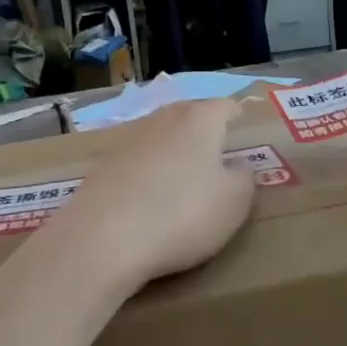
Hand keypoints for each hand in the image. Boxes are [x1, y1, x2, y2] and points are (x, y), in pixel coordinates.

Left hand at [46, 99, 255, 292]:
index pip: (225, 107)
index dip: (236, 118)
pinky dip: (146, 175)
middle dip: (203, 131)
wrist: (103, 238)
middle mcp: (162, 119)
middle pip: (188, 116)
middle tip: (216, 154)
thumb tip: (238, 167)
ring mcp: (127, 140)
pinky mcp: (102, 166)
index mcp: (199, 119)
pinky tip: (148, 199)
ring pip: (159, 137)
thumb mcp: (234, 203)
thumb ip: (244, 179)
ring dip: (172, 152)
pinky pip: (135, 163)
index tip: (242, 132)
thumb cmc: (182, 213)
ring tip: (182, 178)